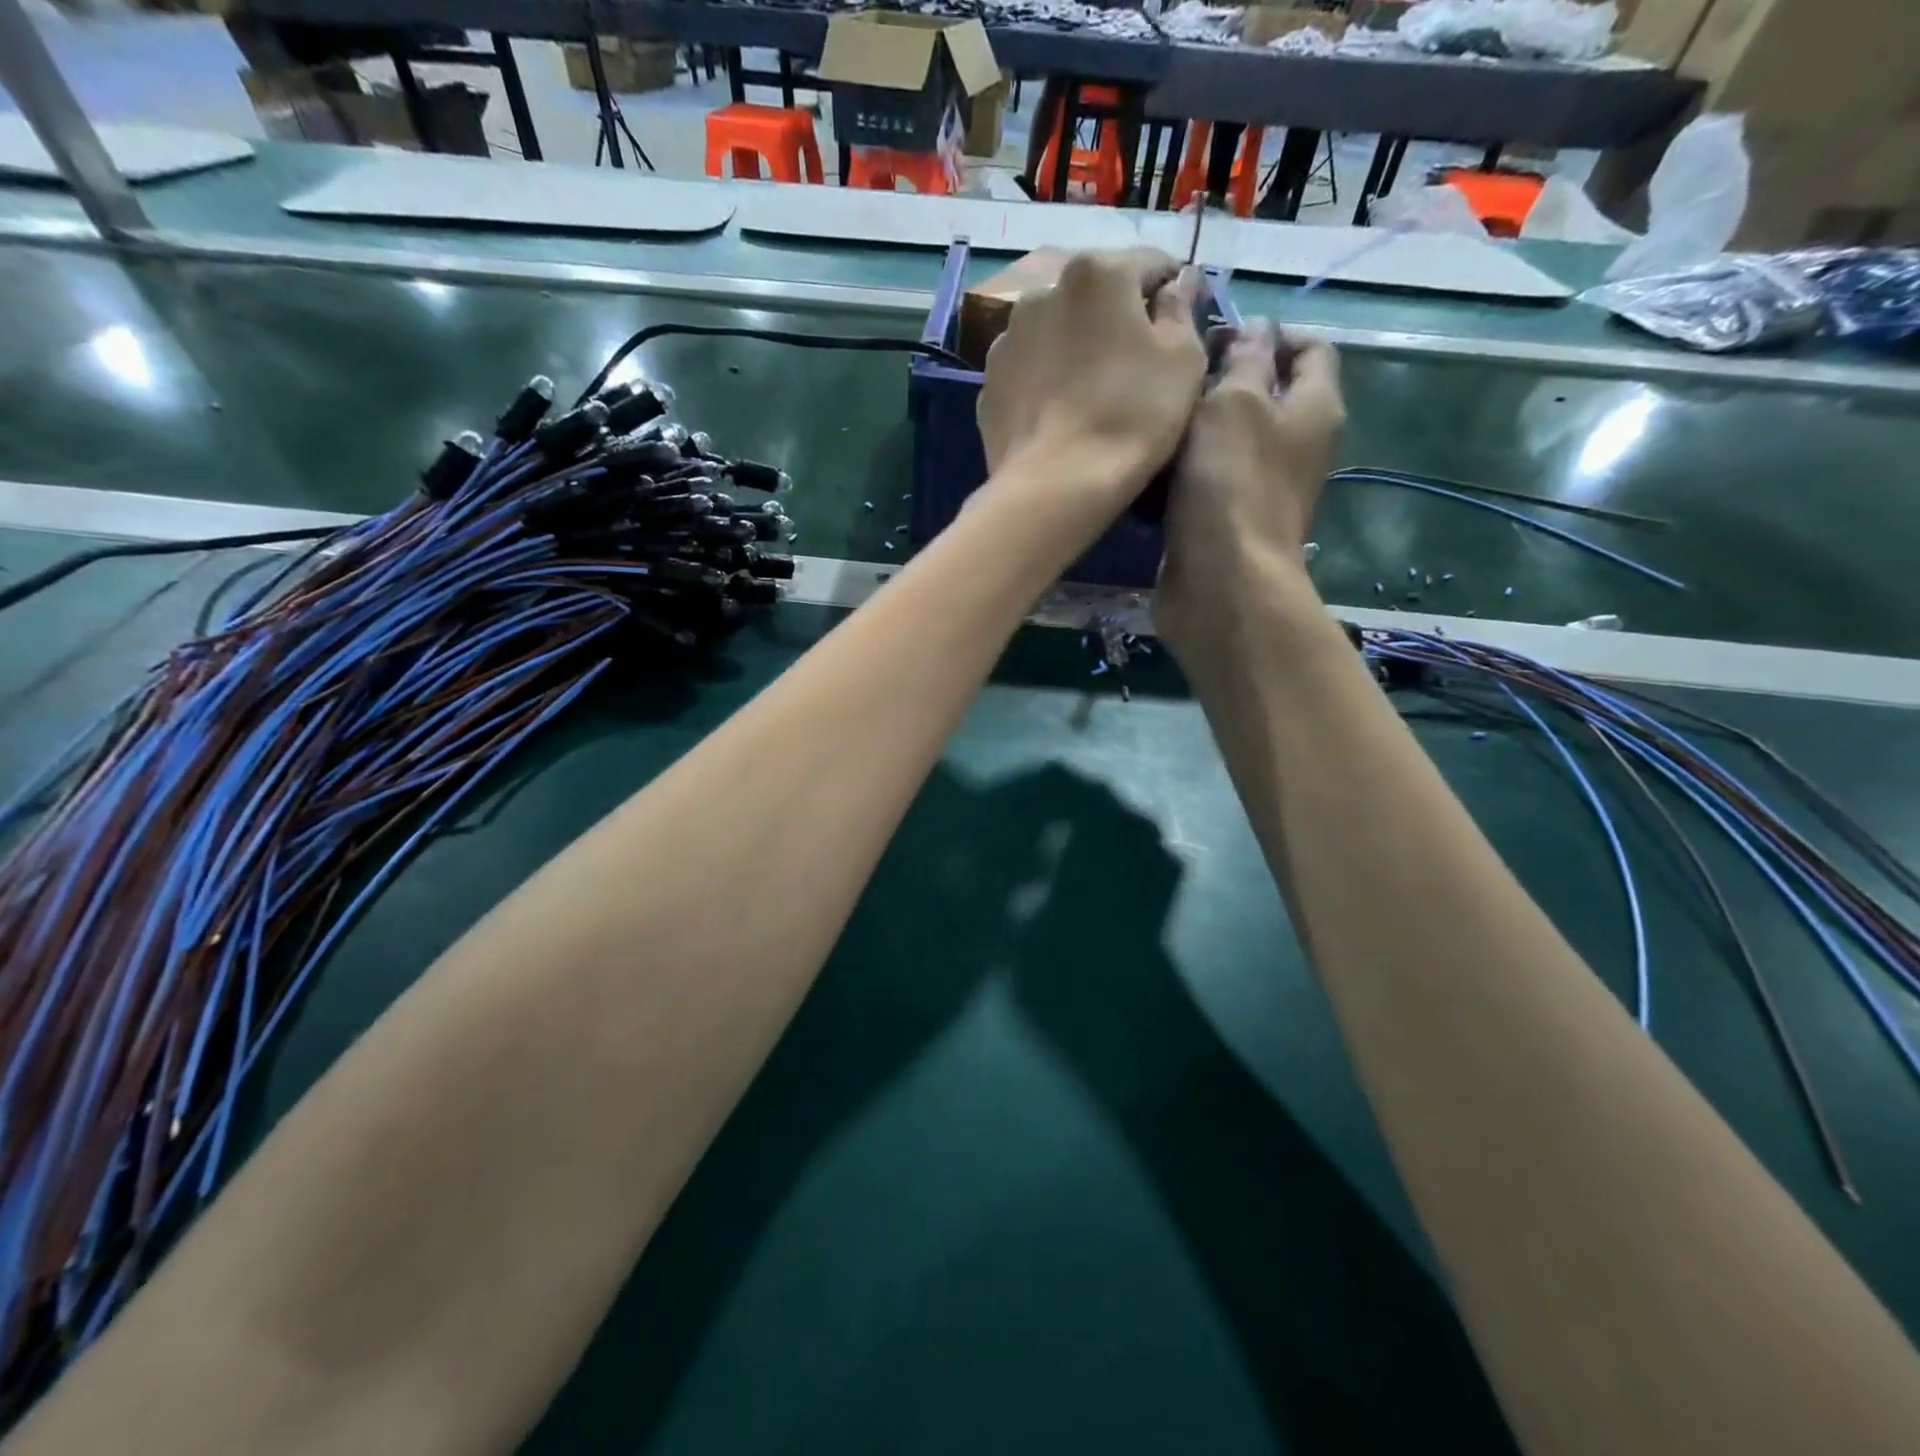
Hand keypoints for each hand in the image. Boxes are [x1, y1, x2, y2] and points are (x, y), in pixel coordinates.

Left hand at [976, 249, 1207, 547]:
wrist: (1055, 486)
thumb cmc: (1131, 417)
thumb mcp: (1183, 360)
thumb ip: (1181, 311)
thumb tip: (1174, 287)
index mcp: (1096, 272)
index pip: (1149, 265)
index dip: (1172, 293)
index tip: (1180, 326)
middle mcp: (1042, 292)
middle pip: (1094, 296)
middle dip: (1116, 320)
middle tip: (1134, 366)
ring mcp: (1006, 340)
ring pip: (1054, 333)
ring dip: (1074, 349)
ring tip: (1090, 394)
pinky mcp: (988, 385)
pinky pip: (1028, 373)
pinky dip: (1044, 383)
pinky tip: (1059, 417)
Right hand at [1155, 321, 1344, 660]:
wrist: (1219, 583)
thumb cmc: (1231, 483)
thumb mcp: (1235, 403)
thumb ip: (1243, 360)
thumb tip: (1254, 331)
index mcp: (1314, 406)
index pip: (1309, 347)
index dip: (1269, 331)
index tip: (1216, 334)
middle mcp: (1295, 444)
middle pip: (1262, 393)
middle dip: (1219, 380)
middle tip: (1173, 378)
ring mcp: (1259, 486)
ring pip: (1225, 439)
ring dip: (1191, 429)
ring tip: (1153, 419)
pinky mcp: (1225, 520)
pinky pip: (1203, 480)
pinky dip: (1179, 472)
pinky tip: (1148, 467)